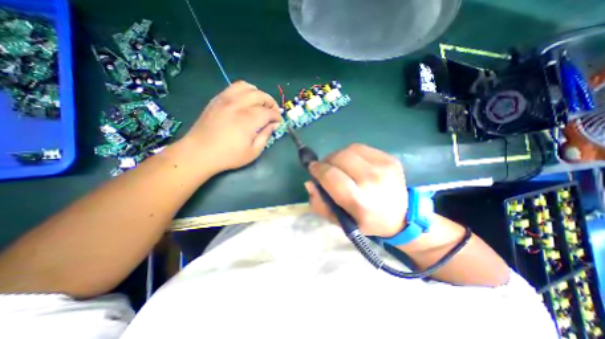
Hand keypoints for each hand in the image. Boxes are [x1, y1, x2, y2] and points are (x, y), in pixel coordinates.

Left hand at [178, 81, 281, 171]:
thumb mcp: (253, 152)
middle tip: (274, 112)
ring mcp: (225, 100)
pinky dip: (244, 91)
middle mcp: (238, 105)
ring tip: (261, 103)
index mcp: (248, 120)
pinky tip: (246, 100)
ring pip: (247, 87)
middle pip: (260, 95)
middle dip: (271, 102)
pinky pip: (233, 87)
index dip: (277, 116)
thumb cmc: (228, 156)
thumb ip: (266, 136)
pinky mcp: (217, 99)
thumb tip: (274, 125)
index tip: (279, 122)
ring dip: (258, 93)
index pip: (268, 112)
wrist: (199, 153)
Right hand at [305, 144, 407, 236]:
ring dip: (338, 155)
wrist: (402, 216)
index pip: (331, 176)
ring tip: (338, 165)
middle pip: (340, 158)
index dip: (318, 170)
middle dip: (327, 161)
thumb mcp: (340, 221)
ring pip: (349, 149)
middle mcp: (372, 181)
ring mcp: (383, 167)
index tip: (313, 169)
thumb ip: (320, 204)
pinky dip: (351, 153)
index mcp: (360, 201)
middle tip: (325, 168)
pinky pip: (361, 148)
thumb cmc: (366, 221)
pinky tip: (353, 163)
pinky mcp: (389, 158)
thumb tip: (310, 182)